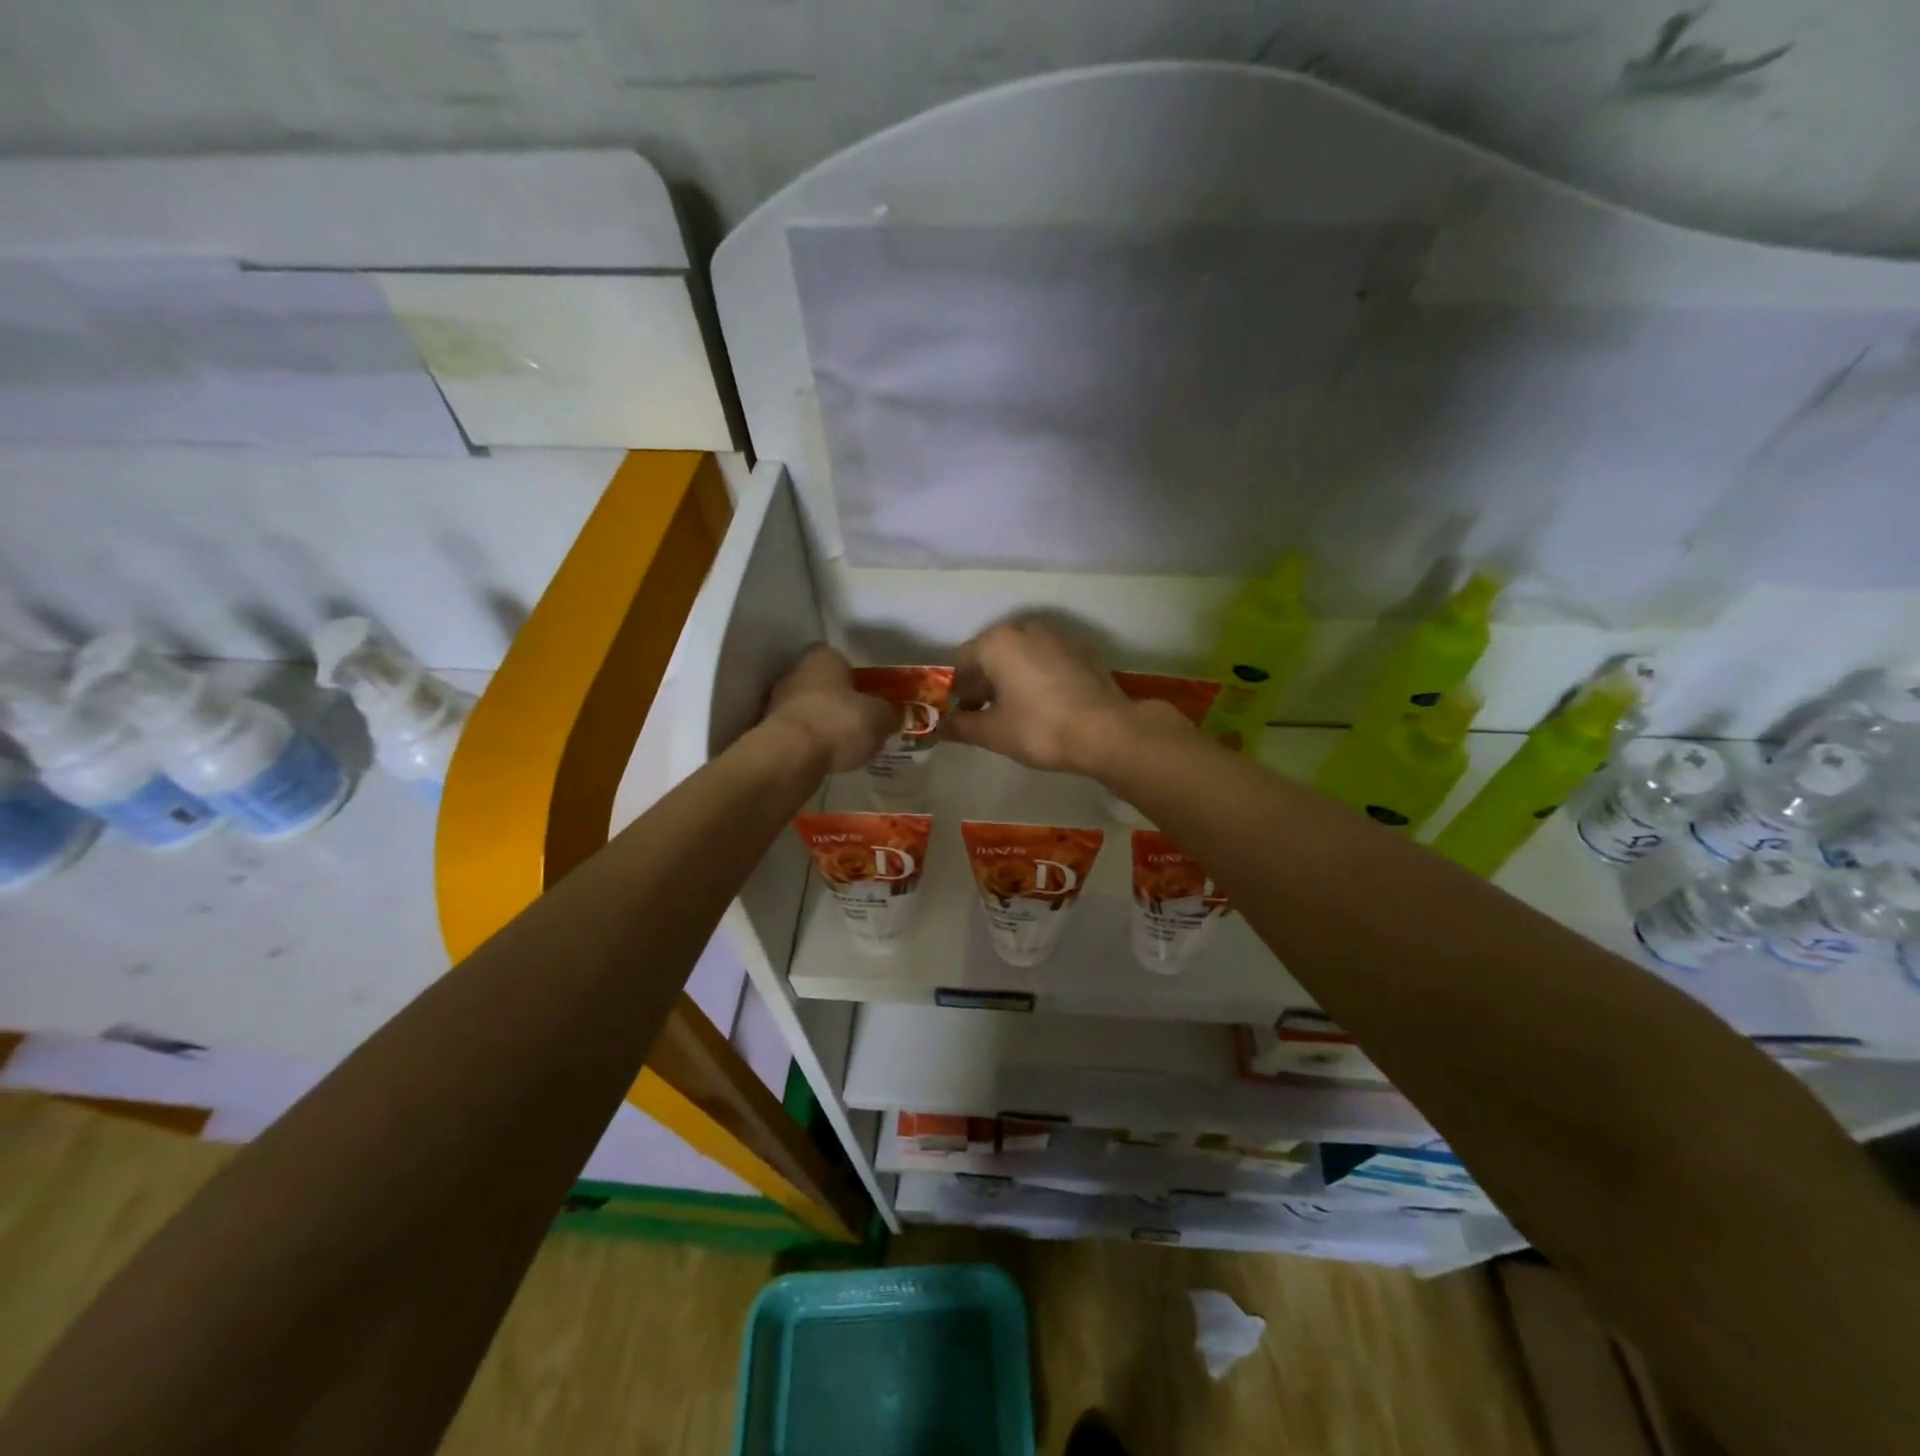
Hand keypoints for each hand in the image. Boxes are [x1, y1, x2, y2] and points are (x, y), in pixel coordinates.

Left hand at [763, 645, 899, 773]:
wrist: (791, 756)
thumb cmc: (839, 722)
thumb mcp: (879, 718)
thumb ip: (890, 713)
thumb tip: (896, 714)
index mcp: (822, 658)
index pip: (837, 656)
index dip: (853, 673)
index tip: (867, 692)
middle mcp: (795, 673)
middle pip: (821, 683)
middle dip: (838, 699)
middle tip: (860, 719)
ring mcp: (777, 703)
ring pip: (807, 708)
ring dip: (823, 722)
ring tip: (846, 744)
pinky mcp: (769, 732)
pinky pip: (798, 733)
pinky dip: (810, 742)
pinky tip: (827, 757)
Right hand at [943, 616, 1186, 774]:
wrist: (1107, 731)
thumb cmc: (1040, 728)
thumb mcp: (993, 733)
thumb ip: (962, 726)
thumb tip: (939, 727)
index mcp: (997, 642)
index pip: (961, 661)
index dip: (954, 688)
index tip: (955, 712)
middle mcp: (1025, 627)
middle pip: (991, 653)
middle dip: (981, 682)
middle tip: (979, 713)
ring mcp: (1057, 635)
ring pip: (1020, 654)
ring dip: (1009, 677)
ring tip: (1009, 710)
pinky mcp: (1081, 649)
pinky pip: (1045, 658)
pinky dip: (1035, 674)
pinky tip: (1039, 702)